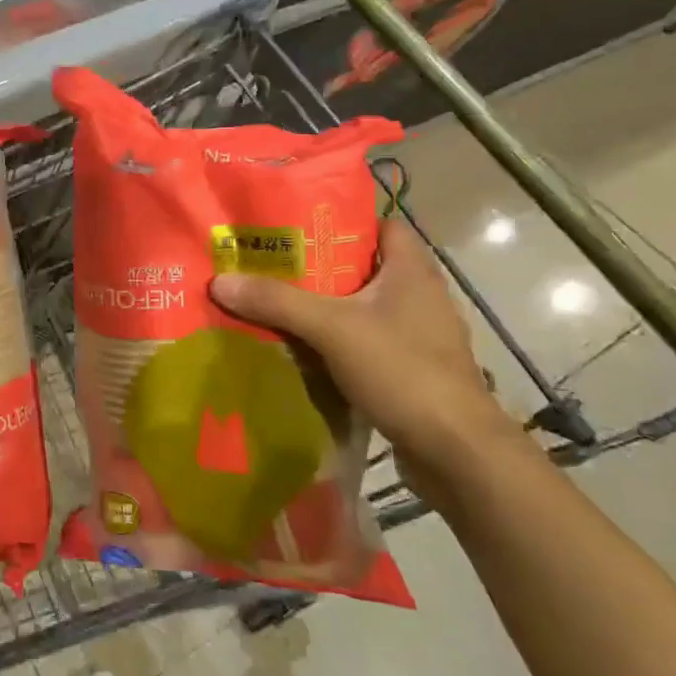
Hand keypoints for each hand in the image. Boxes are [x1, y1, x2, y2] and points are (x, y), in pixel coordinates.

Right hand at [210, 218, 524, 509]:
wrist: (456, 452)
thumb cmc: (402, 371)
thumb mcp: (331, 328)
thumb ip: (277, 301)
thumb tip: (220, 280)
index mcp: (412, 271)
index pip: (381, 226)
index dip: (342, 223)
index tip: (297, 228)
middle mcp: (419, 297)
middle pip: (363, 269)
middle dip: (318, 269)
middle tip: (270, 267)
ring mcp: (418, 337)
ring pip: (362, 310)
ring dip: (324, 309)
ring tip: (276, 306)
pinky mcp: (411, 372)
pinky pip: (365, 344)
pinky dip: (335, 345)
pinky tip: (301, 352)